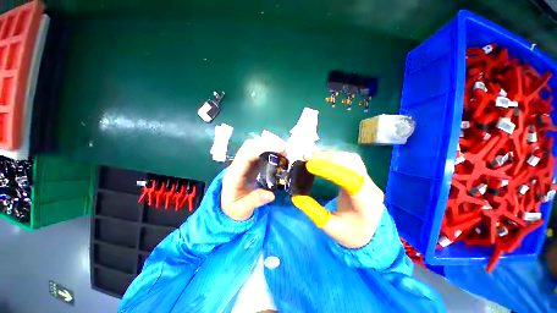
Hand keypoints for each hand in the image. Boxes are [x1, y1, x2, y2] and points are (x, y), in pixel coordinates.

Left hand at [221, 139, 280, 220]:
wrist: (228, 210)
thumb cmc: (234, 209)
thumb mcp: (242, 209)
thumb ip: (255, 201)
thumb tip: (271, 195)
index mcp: (234, 175)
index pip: (246, 156)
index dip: (261, 151)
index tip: (278, 151)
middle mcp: (237, 166)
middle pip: (248, 147)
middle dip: (265, 145)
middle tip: (282, 150)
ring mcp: (243, 165)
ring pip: (253, 148)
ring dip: (267, 147)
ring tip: (282, 152)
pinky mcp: (249, 167)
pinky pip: (257, 155)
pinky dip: (268, 152)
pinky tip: (277, 156)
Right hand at [292, 151, 384, 248]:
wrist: (369, 235)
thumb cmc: (350, 234)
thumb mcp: (329, 227)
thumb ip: (313, 212)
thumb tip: (296, 197)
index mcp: (366, 204)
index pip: (350, 180)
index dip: (329, 169)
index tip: (310, 165)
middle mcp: (371, 188)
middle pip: (352, 165)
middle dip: (328, 158)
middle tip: (307, 157)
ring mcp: (369, 181)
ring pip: (352, 160)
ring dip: (332, 155)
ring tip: (313, 156)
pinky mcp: (363, 177)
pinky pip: (351, 161)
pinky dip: (336, 156)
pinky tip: (324, 158)